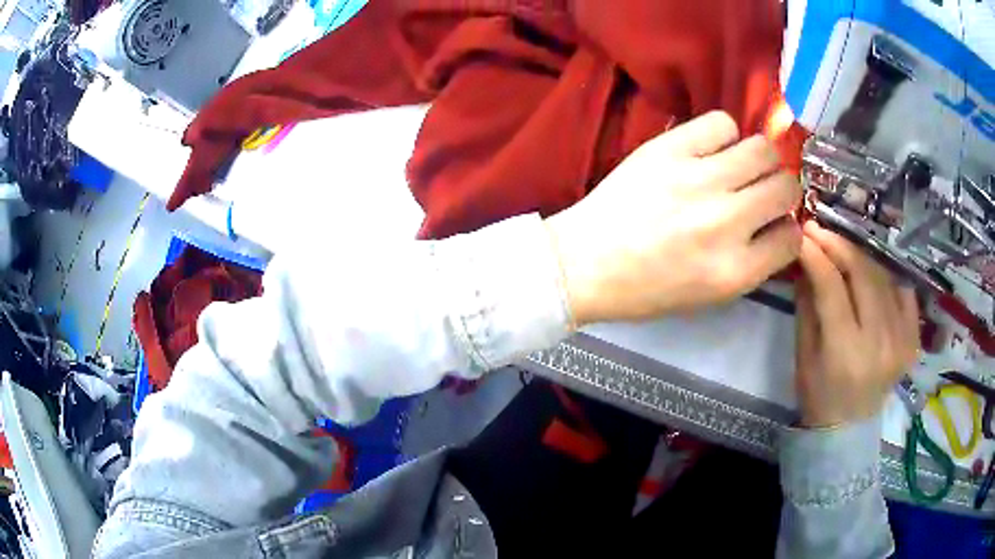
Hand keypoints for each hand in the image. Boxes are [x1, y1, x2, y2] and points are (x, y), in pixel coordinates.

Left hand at [546, 111, 801, 324]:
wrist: (585, 263)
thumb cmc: (647, 288)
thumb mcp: (710, 296)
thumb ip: (752, 263)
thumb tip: (778, 225)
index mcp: (735, 271)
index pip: (793, 238)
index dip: (788, 229)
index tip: (775, 224)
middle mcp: (726, 223)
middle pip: (786, 187)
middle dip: (782, 191)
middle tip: (762, 191)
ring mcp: (698, 180)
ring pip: (762, 149)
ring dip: (760, 159)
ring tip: (739, 167)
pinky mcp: (669, 149)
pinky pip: (721, 122)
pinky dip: (724, 134)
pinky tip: (710, 149)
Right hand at [795, 221, 919, 426]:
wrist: (848, 428)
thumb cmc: (818, 395)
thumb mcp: (803, 354)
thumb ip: (808, 304)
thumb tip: (806, 258)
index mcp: (845, 352)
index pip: (832, 287)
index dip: (817, 254)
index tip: (802, 232)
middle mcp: (879, 342)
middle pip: (863, 274)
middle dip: (839, 244)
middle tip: (820, 230)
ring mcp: (901, 339)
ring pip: (883, 276)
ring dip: (861, 255)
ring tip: (843, 246)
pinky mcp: (913, 339)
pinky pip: (903, 291)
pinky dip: (887, 275)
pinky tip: (873, 271)